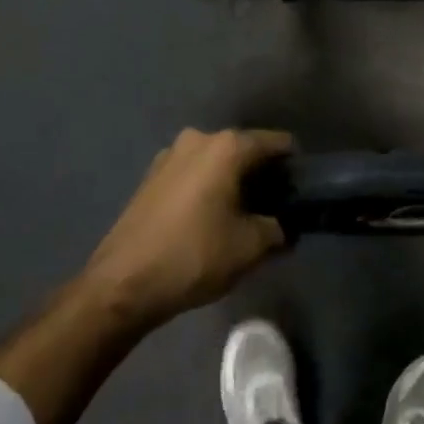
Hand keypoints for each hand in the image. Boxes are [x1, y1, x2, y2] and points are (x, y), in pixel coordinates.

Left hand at [82, 128, 293, 331]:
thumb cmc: (194, 256)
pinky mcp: (151, 177)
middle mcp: (198, 139)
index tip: (302, 189)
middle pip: (244, 149)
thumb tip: (283, 227)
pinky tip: (210, 219)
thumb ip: (277, 230)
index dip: (293, 165)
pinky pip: (192, 174)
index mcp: (226, 147)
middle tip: (275, 207)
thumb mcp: (250, 247)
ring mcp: (170, 156)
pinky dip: (207, 188)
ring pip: (216, 162)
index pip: (276, 143)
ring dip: (232, 181)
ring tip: (242, 215)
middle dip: (261, 174)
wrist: (122, 284)